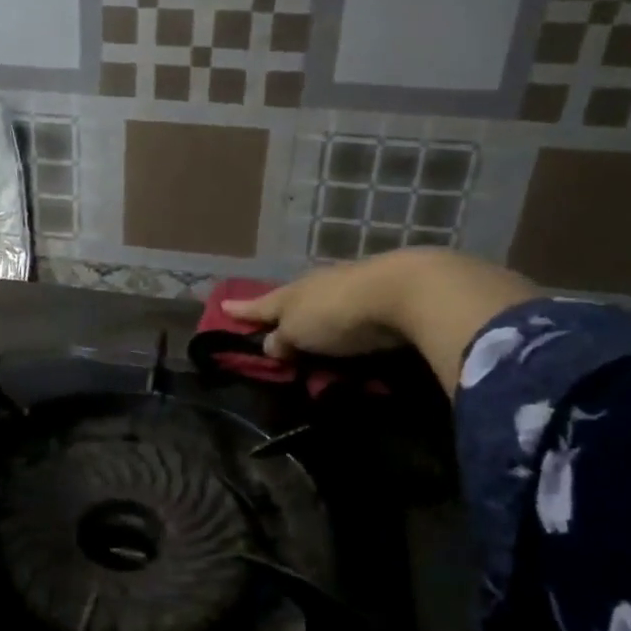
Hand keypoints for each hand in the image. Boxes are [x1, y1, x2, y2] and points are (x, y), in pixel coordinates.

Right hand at [226, 249, 539, 394]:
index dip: (243, 310)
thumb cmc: (338, 313)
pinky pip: (354, 314)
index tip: (224, 309)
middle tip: (272, 325)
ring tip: (312, 334)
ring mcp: (353, 287)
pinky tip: (350, 332)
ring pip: (325, 304)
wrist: (406, 291)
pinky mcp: (383, 297)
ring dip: (316, 318)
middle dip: (283, 312)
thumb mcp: (298, 332)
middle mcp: (319, 285)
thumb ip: (282, 339)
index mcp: (292, 292)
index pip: (261, 304)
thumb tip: (270, 344)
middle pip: (293, 300)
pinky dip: (346, 324)